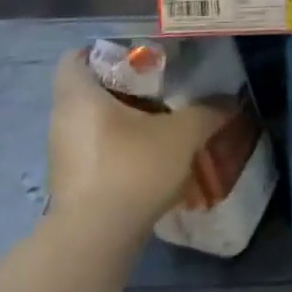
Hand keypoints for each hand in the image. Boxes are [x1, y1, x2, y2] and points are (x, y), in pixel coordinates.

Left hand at [46, 48, 227, 244]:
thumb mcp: (183, 133)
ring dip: (124, 119)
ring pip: (93, 122)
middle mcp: (62, 120)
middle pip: (90, 89)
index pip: (76, 57)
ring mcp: (63, 154)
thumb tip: (229, 102)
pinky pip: (95, 150)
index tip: (139, 57)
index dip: (105, 51)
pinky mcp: (71, 183)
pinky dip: (119, 147)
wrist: (96, 240)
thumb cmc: (132, 168)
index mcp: (78, 95)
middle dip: (125, 87)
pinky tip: (151, 156)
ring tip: (162, 122)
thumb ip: (207, 111)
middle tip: (162, 86)